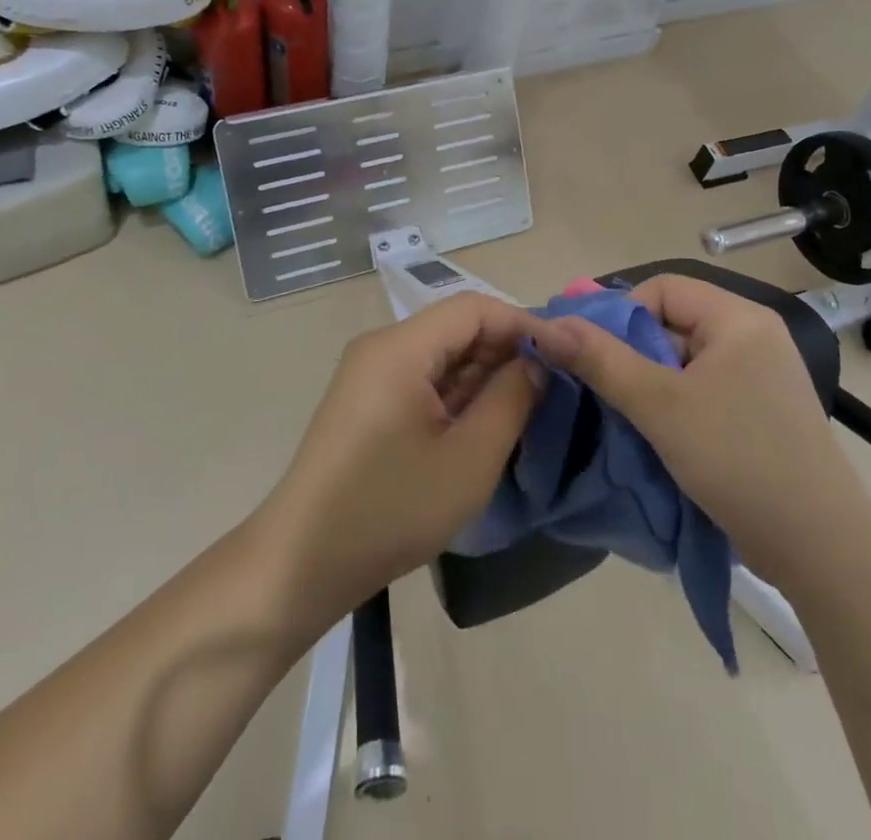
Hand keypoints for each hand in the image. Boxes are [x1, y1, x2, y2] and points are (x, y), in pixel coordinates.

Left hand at [255, 292, 548, 631]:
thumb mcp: (468, 460)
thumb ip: (510, 400)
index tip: (567, 353)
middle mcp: (382, 347)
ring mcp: (371, 374)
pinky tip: (485, 421)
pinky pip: (423, 379)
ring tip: (528, 404)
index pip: (474, 309)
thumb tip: (536, 363)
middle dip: (506, 349)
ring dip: (484, 374)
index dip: (524, 323)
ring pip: (441, 354)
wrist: (303, 562)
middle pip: (456, 327)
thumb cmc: (391, 509)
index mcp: (400, 347)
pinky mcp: (368, 401)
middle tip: (553, 384)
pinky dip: (458, 393)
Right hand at [539, 275, 870, 587]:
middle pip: (672, 323)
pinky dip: (673, 404)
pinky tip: (656, 435)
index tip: (595, 357)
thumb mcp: (660, 406)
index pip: (662, 289)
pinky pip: (702, 389)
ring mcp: (759, 376)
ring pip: (683, 361)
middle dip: (632, 354)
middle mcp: (753, 336)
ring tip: (626, 417)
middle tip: (605, 392)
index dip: (622, 315)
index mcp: (738, 318)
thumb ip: (601, 360)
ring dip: (649, 384)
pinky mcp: (759, 411)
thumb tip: (547, 326)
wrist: (823, 551)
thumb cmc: (739, 461)